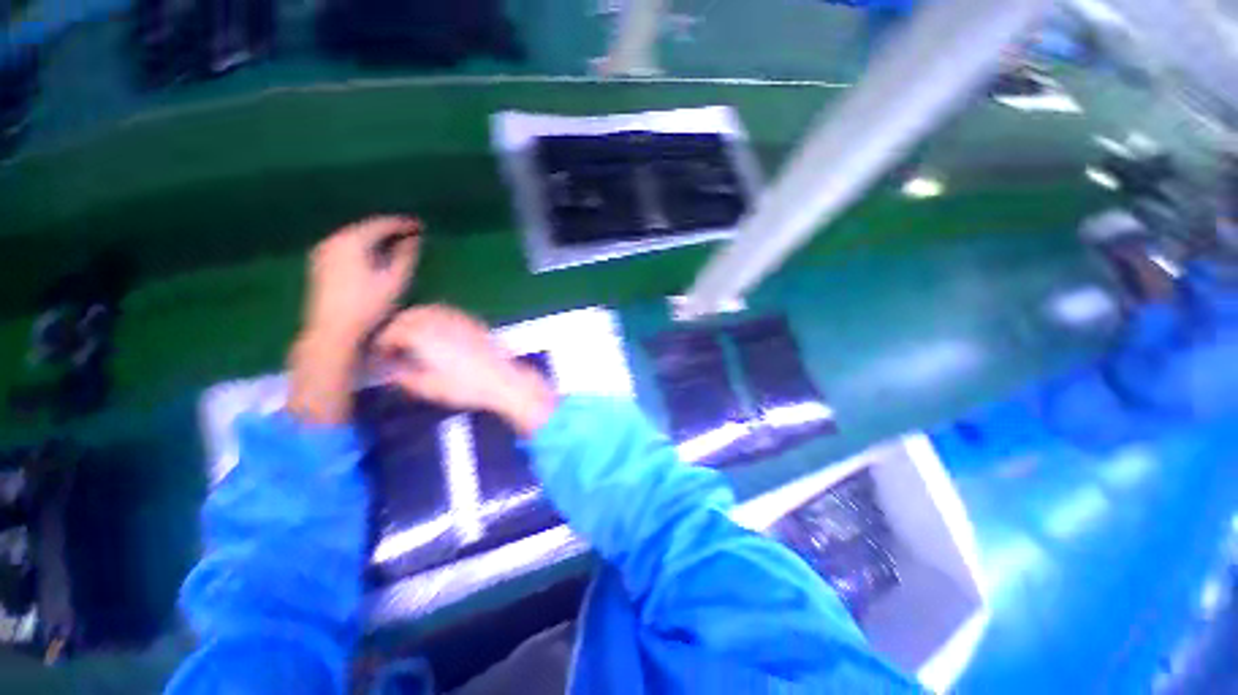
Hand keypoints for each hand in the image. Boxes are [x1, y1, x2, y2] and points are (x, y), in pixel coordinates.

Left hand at [303, 215, 420, 346]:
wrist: (334, 331)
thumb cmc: (369, 306)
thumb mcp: (395, 280)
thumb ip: (406, 255)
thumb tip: (415, 239)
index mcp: (351, 241)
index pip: (381, 225)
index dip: (403, 224)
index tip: (421, 226)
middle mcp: (333, 241)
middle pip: (366, 229)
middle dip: (389, 231)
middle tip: (411, 233)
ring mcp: (323, 253)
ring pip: (355, 238)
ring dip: (377, 240)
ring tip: (397, 245)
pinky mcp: (320, 265)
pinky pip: (346, 248)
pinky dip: (364, 248)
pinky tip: (376, 258)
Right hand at [374, 305, 556, 435]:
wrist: (503, 380)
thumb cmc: (466, 387)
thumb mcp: (428, 387)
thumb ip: (402, 376)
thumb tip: (387, 370)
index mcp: (423, 336)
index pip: (392, 332)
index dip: (381, 344)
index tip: (379, 356)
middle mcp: (438, 321)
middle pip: (407, 316)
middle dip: (395, 328)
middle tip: (392, 346)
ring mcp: (458, 318)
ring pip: (426, 310)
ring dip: (413, 320)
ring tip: (410, 339)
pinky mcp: (472, 321)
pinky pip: (445, 311)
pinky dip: (433, 317)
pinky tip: (436, 332)